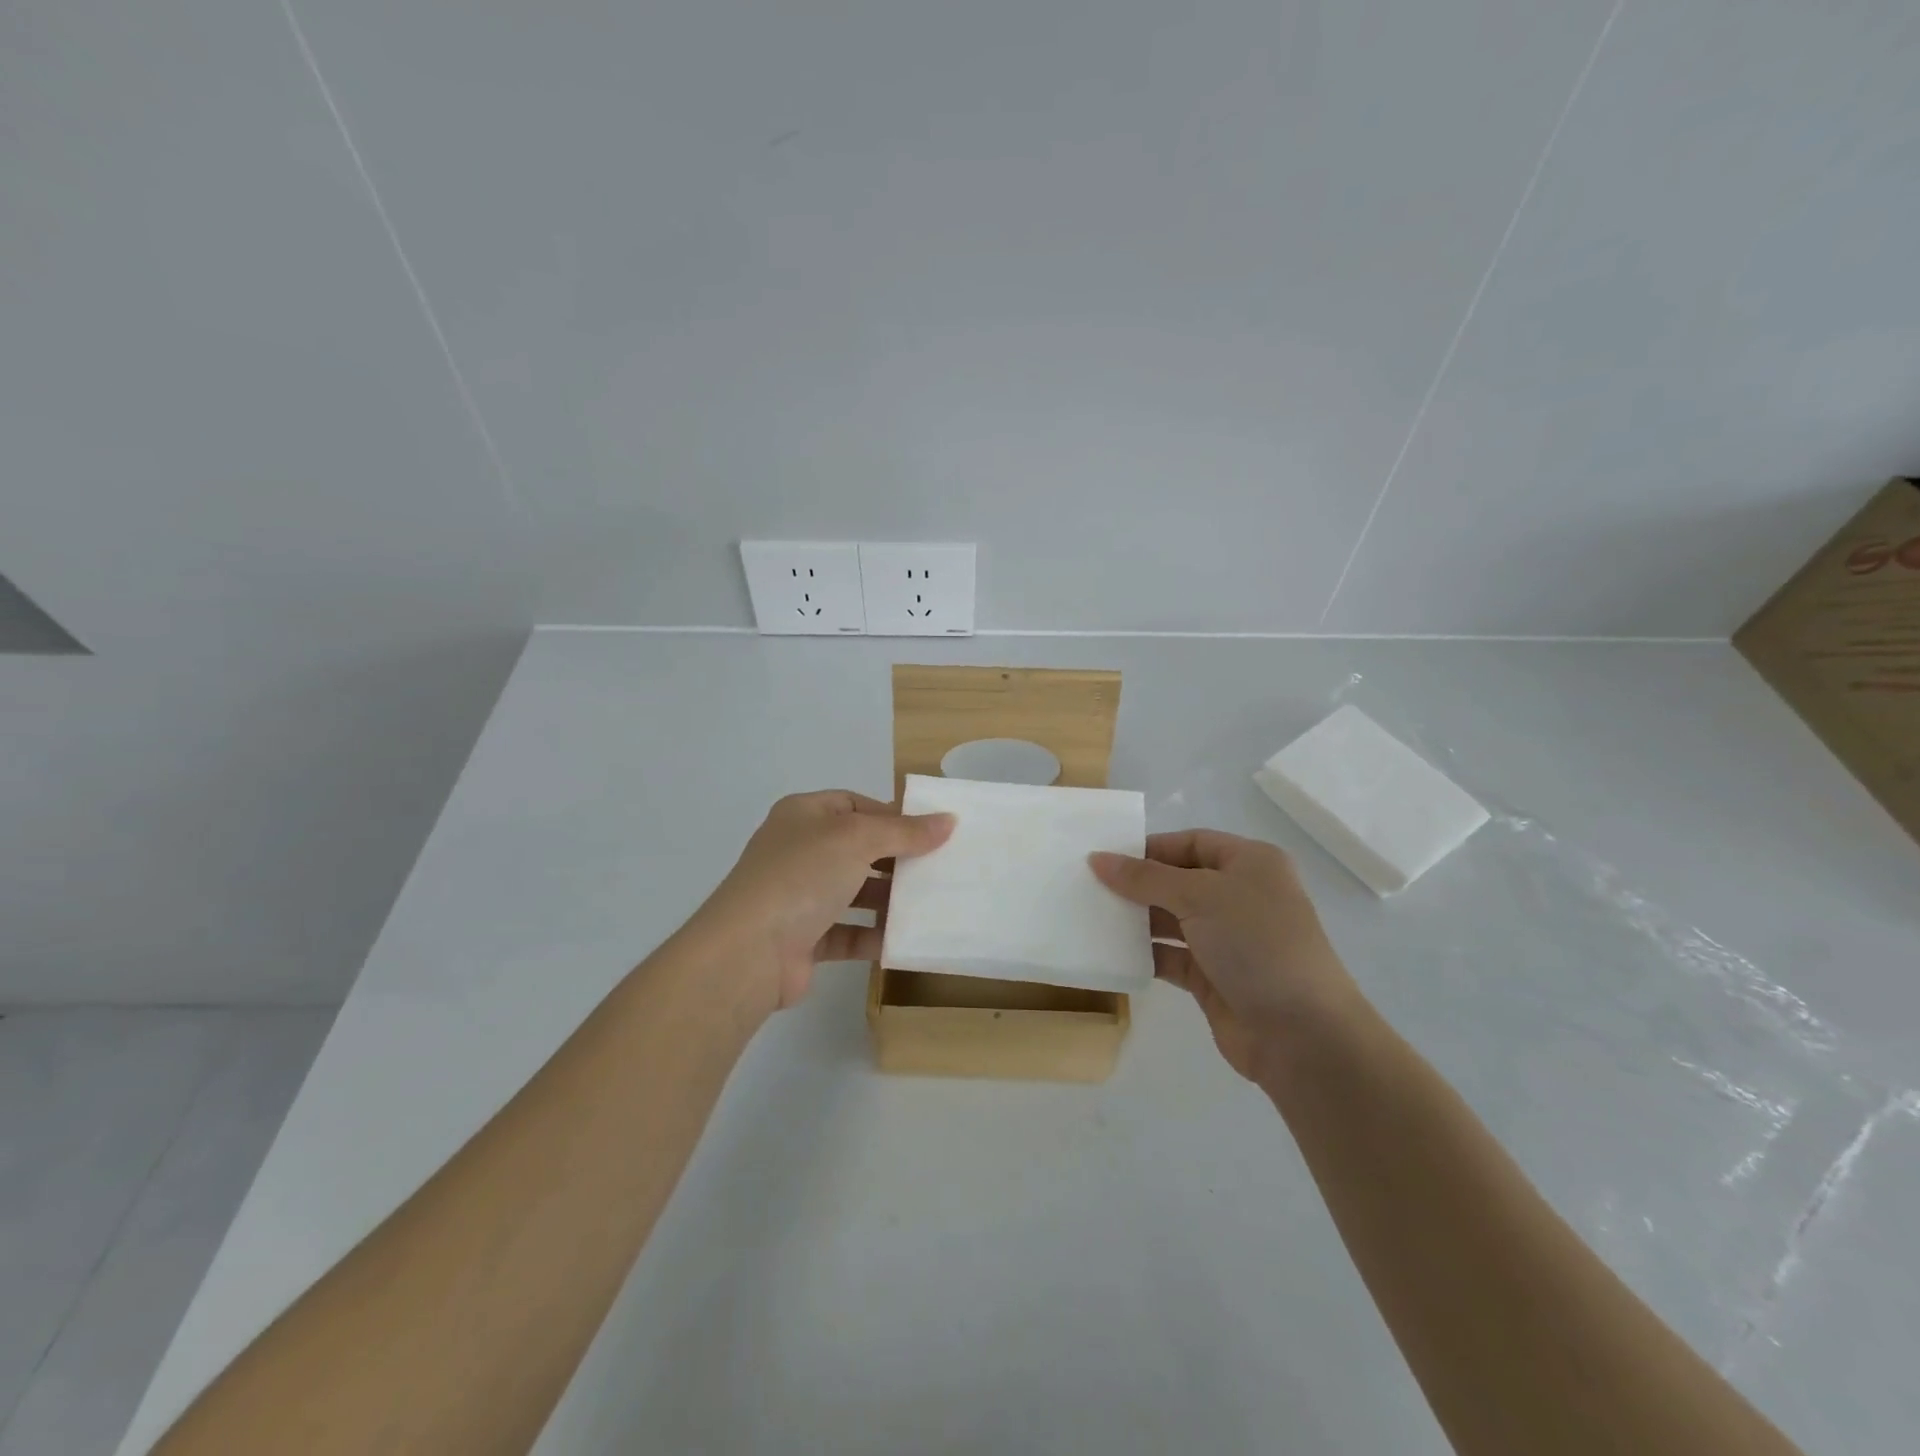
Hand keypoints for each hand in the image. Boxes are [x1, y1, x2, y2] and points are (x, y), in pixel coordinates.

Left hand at [687, 791, 953, 1019]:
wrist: (749, 951)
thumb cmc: (802, 876)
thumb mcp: (858, 839)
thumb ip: (904, 831)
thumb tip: (948, 820)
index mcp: (803, 815)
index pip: (854, 805)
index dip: (892, 815)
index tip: (931, 831)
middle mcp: (798, 851)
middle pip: (857, 848)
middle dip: (895, 858)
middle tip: (938, 867)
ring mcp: (798, 896)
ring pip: (853, 891)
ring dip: (887, 898)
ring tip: (929, 902)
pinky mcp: (803, 939)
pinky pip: (847, 932)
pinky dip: (873, 935)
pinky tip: (903, 938)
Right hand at [1091, 830, 1361, 1083]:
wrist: (1302, 1034)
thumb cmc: (1256, 944)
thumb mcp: (1199, 896)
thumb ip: (1145, 878)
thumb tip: (1097, 858)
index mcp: (1250, 863)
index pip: (1191, 843)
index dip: (1150, 848)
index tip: (1105, 858)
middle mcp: (1241, 896)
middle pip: (1178, 880)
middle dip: (1137, 884)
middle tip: (1089, 886)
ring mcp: (1228, 939)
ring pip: (1172, 919)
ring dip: (1137, 919)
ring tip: (1092, 916)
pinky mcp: (1213, 977)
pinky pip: (1170, 956)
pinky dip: (1144, 953)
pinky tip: (1111, 952)